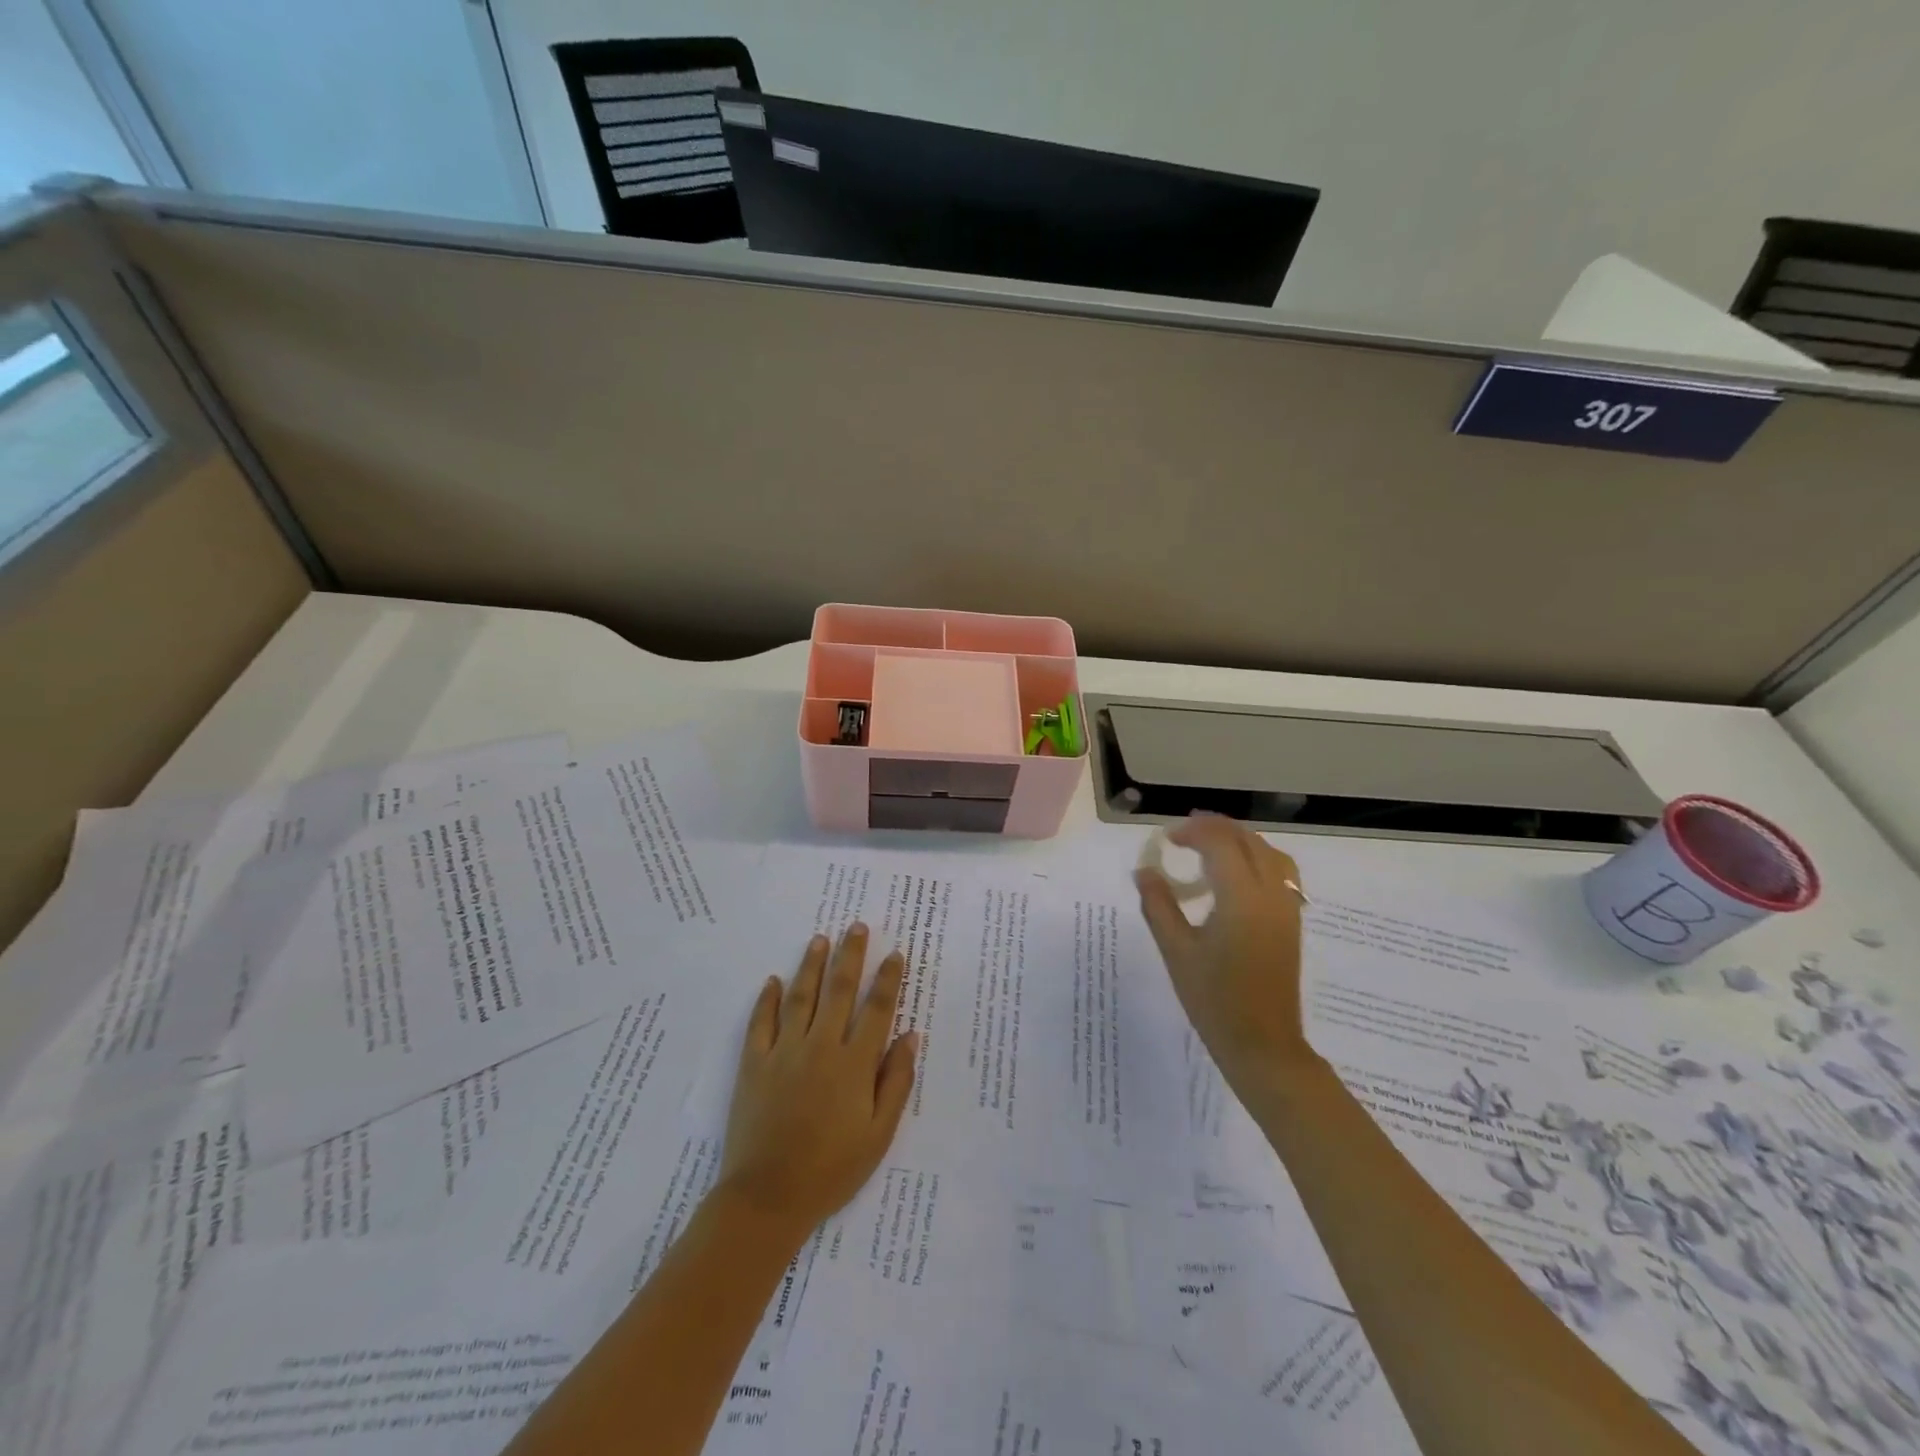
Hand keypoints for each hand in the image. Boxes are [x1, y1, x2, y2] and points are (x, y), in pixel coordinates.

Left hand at [718, 925, 918, 1241]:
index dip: (888, 980)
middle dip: (851, 955)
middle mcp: (820, 1046)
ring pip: (801, 997)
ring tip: (820, 939)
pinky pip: (761, 1022)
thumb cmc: (832, 1169)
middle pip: (839, 990)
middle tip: (856, 927)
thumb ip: (896, 1082)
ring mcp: (784, 1052)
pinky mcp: (754, 1064)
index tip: (895, 954)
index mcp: (854, 1064)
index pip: (876, 1009)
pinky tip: (773, 981)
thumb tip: (910, 1036)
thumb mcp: (879, 1134)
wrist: (768, 1197)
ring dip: (812, 965)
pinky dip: (767, 999)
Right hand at [1135, 814, 1313, 1094]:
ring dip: (1240, 840)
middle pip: (1248, 840)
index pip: (1220, 843)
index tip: (1167, 839)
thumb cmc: (1214, 1000)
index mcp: (1241, 897)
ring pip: (1270, 853)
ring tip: (1210, 845)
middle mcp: (1270, 893)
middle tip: (1183, 834)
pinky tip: (1236, 874)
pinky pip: (1281, 872)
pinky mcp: (1292, 922)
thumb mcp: (1176, 951)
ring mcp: (1287, 907)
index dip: (1193, 832)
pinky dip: (1258, 858)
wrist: (1262, 1045)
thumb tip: (1145, 871)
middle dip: (1216, 828)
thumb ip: (1159, 905)